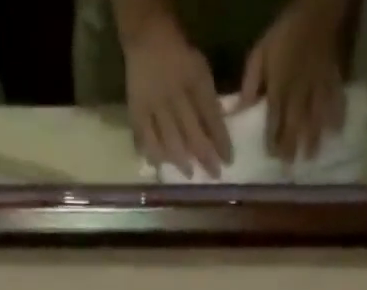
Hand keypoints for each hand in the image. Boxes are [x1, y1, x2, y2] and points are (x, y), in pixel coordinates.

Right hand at [123, 13, 230, 177]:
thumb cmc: (180, 59)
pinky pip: (145, 138)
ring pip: (169, 140)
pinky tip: (160, 167)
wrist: (148, 38)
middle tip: (214, 174)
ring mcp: (154, 105)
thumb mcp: (200, 70)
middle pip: (192, 132)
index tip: (228, 161)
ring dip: (181, 160)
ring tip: (189, 174)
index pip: (212, 116)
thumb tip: (217, 133)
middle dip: (205, 156)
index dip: (221, 140)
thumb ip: (208, 100)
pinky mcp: (137, 111)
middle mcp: (175, 95)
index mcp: (195, 80)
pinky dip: (153, 154)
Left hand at [240, 0, 348, 160]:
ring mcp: (318, 85)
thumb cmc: (284, 34)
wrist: (316, 9)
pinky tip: (336, 133)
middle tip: (290, 167)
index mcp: (280, 86)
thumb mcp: (260, 54)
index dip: (273, 139)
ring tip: (312, 157)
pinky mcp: (332, 79)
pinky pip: (336, 100)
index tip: (271, 157)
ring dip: (314, 138)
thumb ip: (250, 84)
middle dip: (292, 146)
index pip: (274, 119)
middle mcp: (299, 91)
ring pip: (316, 116)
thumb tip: (238, 112)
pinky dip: (337, 116)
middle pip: (295, 123)